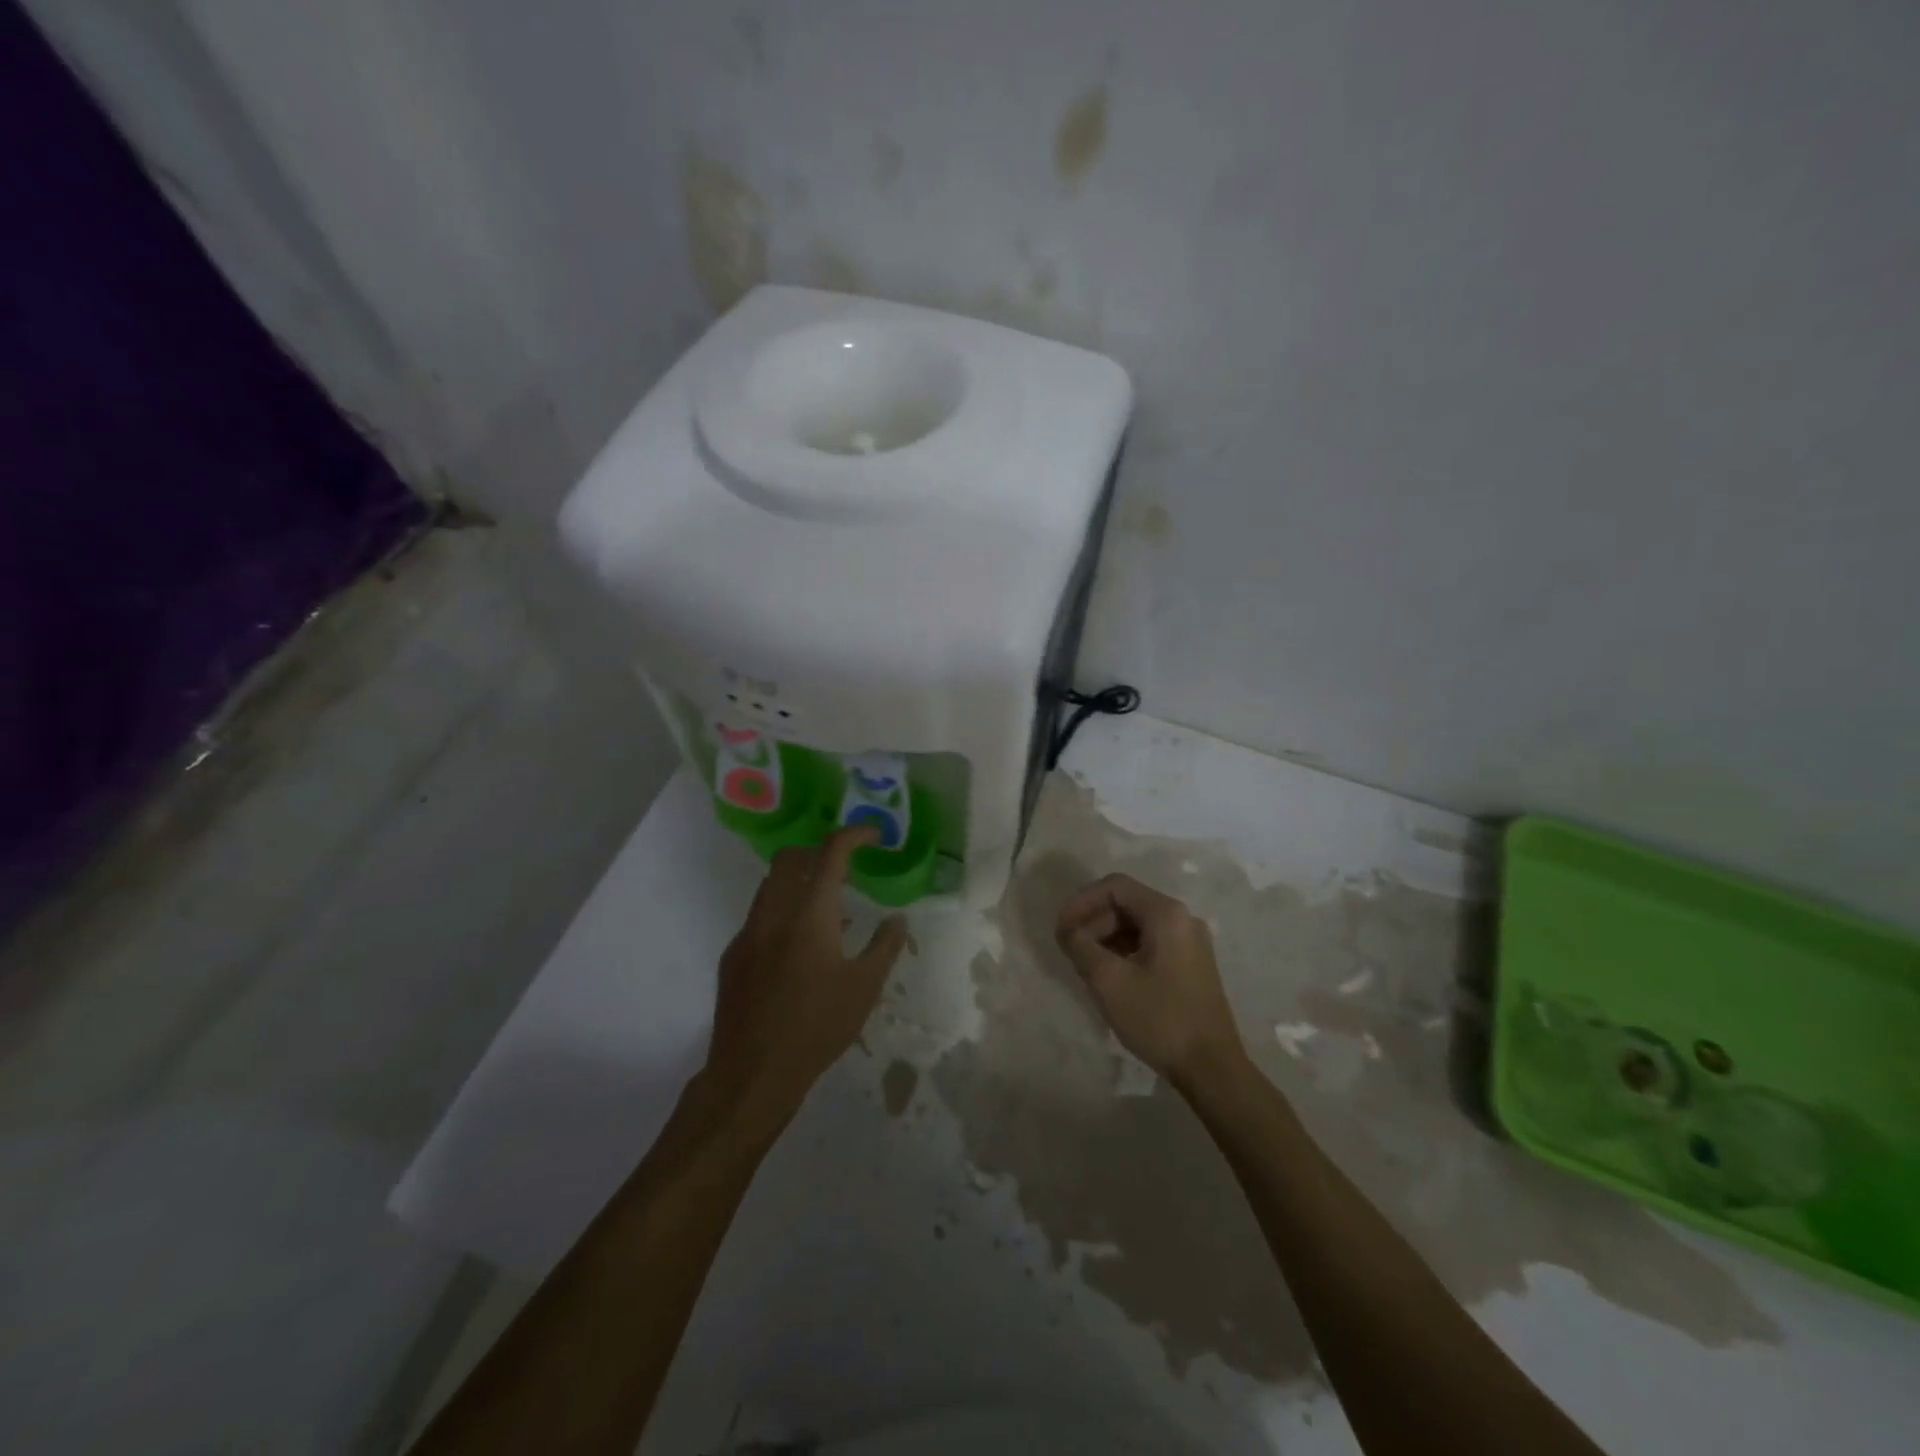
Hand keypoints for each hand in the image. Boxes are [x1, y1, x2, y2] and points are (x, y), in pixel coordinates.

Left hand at [704, 828, 908, 1126]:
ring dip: (798, 881)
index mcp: (811, 915)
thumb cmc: (817, 1028)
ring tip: (826, 909)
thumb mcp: (865, 988)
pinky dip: (781, 912)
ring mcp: (747, 934)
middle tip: (844, 867)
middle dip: (818, 851)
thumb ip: (885, 946)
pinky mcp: (732, 957)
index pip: (832, 854)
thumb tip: (898, 919)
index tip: (874, 835)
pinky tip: (797, 948)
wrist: (752, 1074)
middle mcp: (774, 914)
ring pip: (770, 886)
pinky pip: (759, 916)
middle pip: (790, 858)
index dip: (854, 835)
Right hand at [1055, 873, 1247, 1087]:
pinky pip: (1150, 942)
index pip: (1114, 886)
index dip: (1081, 901)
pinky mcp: (1191, 964)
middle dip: (1093, 921)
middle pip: (1126, 903)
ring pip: (1137, 924)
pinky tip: (1110, 976)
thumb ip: (1080, 946)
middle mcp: (1182, 919)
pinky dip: (1124, 951)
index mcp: (1166, 914)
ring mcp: (1190, 942)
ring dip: (1106, 937)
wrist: (1212, 1068)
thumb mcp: (1108, 981)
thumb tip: (1067, 930)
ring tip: (1085, 965)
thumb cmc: (1159, 1019)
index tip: (1061, 928)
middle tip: (1070, 949)